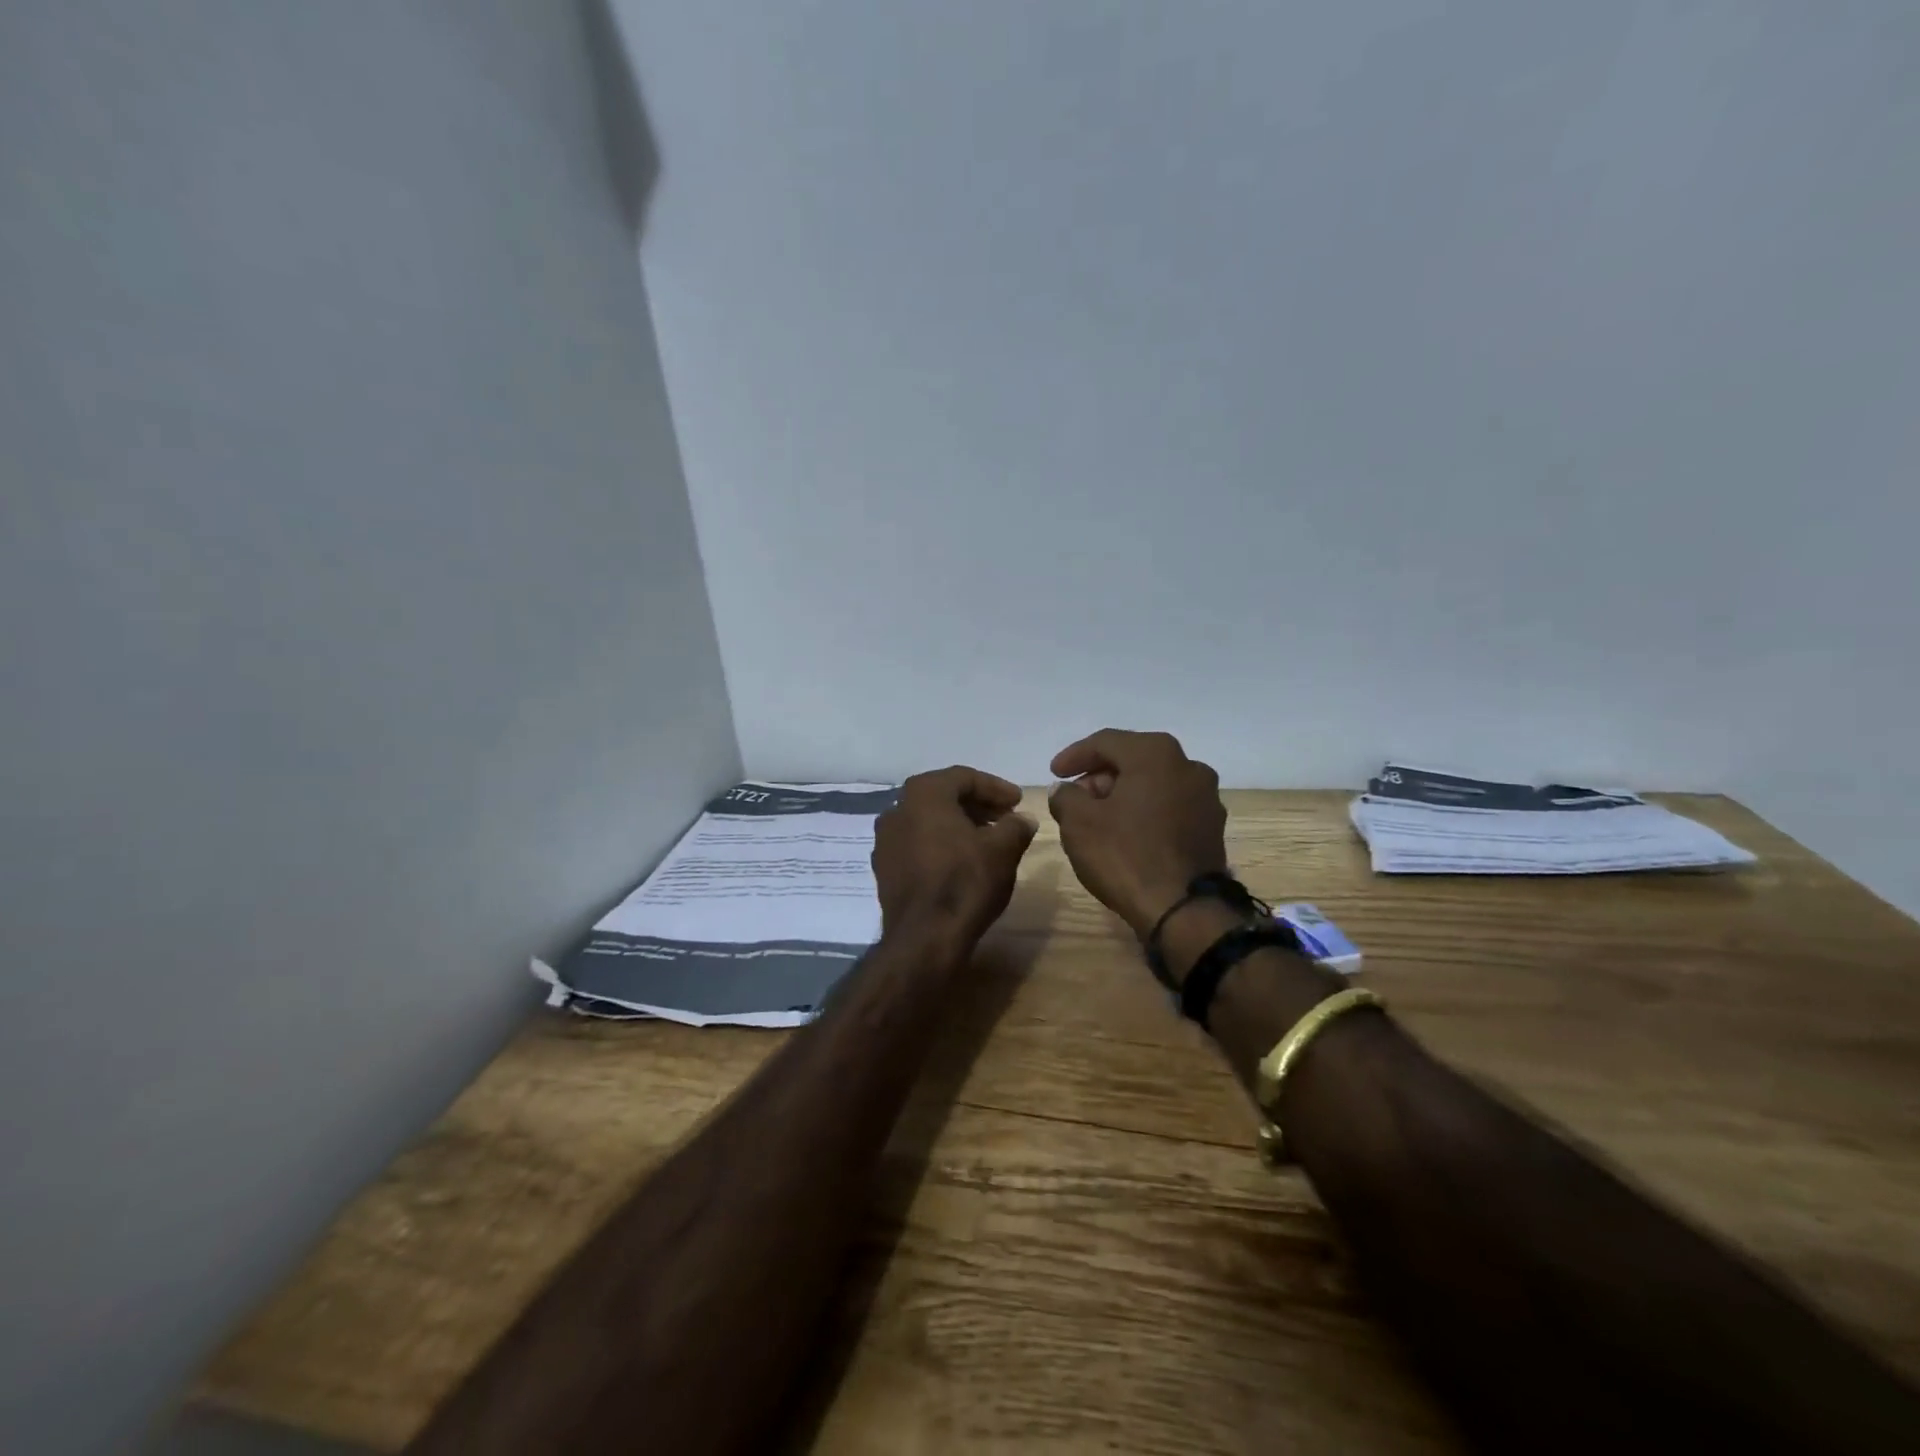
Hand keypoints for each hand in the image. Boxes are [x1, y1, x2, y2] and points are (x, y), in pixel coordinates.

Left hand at [873, 766, 1037, 947]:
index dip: (996, 788)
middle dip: (977, 805)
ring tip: (987, 840)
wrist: (924, 938)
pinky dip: (940, 845)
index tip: (1018, 802)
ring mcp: (885, 840)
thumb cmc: (965, 882)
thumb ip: (1016, 826)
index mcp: (923, 793)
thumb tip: (1023, 820)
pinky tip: (961, 862)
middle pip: (943, 796)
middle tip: (1005, 817)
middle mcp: (897, 808)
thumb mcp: (1003, 849)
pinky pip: (916, 844)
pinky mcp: (883, 868)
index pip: (964, 777)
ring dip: (958, 825)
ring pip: (928, 821)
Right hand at [1048, 729, 1227, 938]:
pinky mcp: (1212, 827)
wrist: (1183, 910)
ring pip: (1154, 784)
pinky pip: (1170, 807)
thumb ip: (1066, 796)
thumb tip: (1066, 790)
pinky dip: (1145, 812)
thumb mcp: (1078, 822)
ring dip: (1123, 795)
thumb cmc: (1126, 855)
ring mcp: (1206, 797)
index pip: (1105, 742)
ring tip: (1097, 817)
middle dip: (1100, 776)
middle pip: (1133, 760)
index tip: (1053, 773)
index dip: (1074, 755)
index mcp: (1156, 753)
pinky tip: (1126, 833)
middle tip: (1075, 797)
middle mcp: (1188, 765)